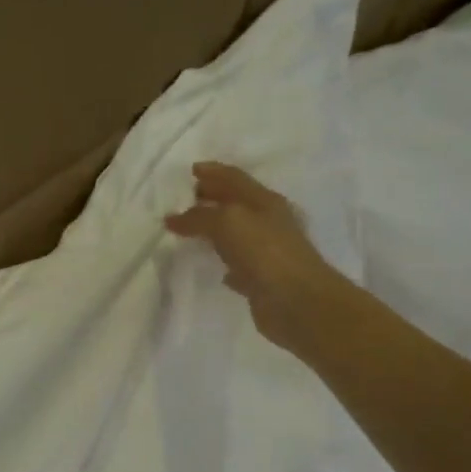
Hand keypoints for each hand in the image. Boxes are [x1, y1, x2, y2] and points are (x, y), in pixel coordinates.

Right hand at [164, 161, 357, 357]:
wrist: (297, 302)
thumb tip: (173, 218)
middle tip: (187, 197)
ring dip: (215, 229)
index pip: (234, 178)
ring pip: (235, 234)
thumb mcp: (227, 222)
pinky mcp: (261, 279)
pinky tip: (215, 267)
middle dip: (212, 197)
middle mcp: (267, 222)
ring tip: (191, 229)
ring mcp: (266, 252)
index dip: (213, 172)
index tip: (191, 170)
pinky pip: (238, 265)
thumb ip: (199, 217)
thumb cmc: (264, 252)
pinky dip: (225, 261)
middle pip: (236, 203)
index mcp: (264, 201)